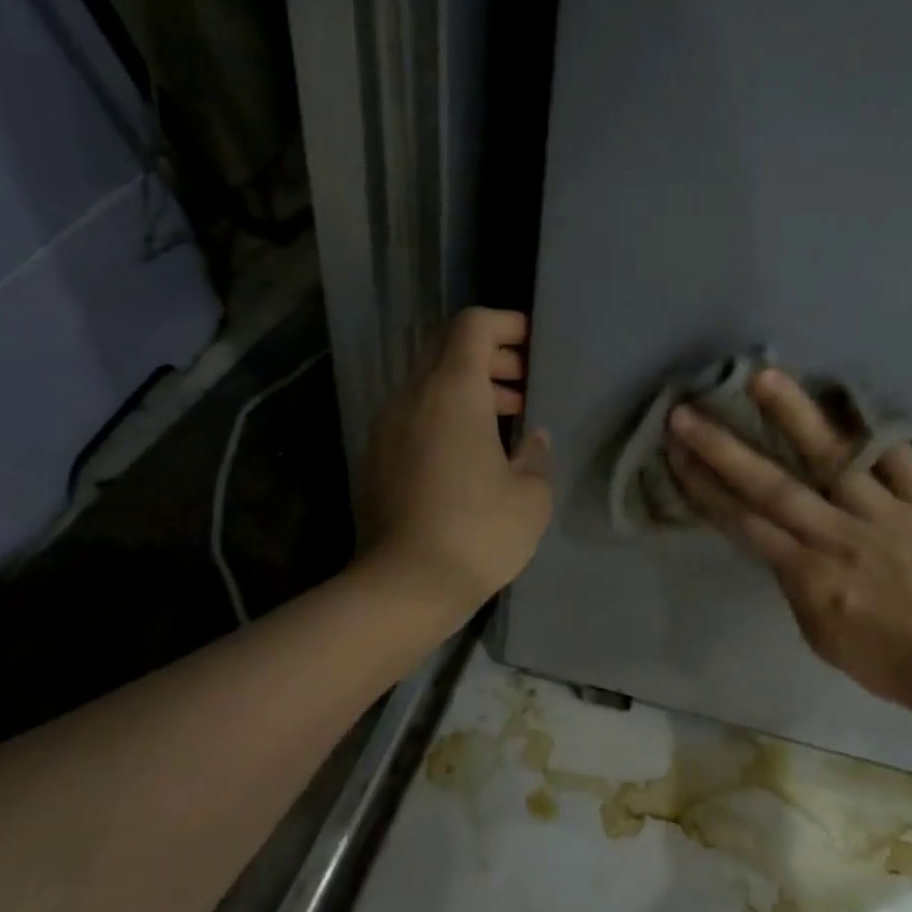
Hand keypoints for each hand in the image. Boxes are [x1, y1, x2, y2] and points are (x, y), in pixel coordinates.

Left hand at [356, 308, 552, 613]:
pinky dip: (446, 414)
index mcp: (453, 391)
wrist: (402, 587)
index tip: (534, 346)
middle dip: (492, 357)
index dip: (506, 324)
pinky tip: (472, 453)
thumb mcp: (530, 496)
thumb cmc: (478, 532)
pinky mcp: (377, 456)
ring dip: (470, 388)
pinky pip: (416, 414)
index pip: (473, 325)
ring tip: (507, 420)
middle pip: (449, 349)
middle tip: (526, 385)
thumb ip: (535, 454)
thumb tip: (531, 439)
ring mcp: (388, 426)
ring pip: (430, 383)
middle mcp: (413, 396)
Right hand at [665, 369, 911, 715]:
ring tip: (761, 376)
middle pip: (773, 487)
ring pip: (832, 458)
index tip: (675, 453)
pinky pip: (897, 456)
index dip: (706, 487)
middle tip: (686, 412)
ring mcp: (886, 515)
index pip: (746, 523)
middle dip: (724, 448)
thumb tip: (775, 532)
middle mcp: (839, 538)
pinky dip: (870, 425)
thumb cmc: (882, 656)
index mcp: (810, 577)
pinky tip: (841, 392)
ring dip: (793, 416)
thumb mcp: (817, 633)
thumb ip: (792, 579)